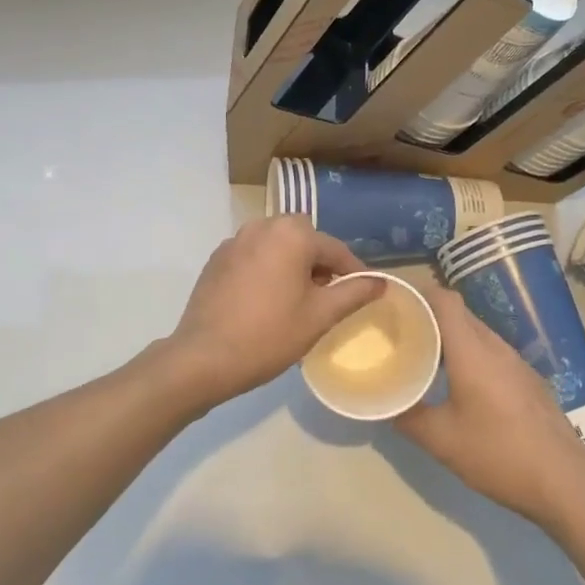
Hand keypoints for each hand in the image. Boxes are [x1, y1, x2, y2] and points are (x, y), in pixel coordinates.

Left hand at [165, 216, 385, 410]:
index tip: (364, 293)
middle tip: (325, 296)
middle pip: (303, 239)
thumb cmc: (269, 335)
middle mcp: (262, 226)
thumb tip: (381, 282)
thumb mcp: (319, 316)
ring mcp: (235, 241)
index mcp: (291, 234)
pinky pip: (253, 255)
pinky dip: (266, 269)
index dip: (353, 272)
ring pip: (276, 245)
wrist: (203, 358)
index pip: (334, 249)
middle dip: (319, 263)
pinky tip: (264, 301)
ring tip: (296, 299)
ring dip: (291, 263)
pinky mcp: (217, 259)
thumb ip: (353, 293)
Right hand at [396, 286, 584, 527]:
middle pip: (460, 314)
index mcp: (472, 351)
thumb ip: (409, 417)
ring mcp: (517, 362)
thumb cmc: (498, 454)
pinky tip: (461, 385)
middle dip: (429, 317)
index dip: (419, 294)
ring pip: (477, 334)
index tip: (394, 303)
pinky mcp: (529, 380)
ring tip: (426, 358)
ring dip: (451, 338)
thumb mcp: (442, 441)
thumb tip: (387, 404)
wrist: (565, 482)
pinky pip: (492, 353)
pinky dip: (471, 355)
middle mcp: (496, 347)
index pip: (444, 300)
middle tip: (402, 333)